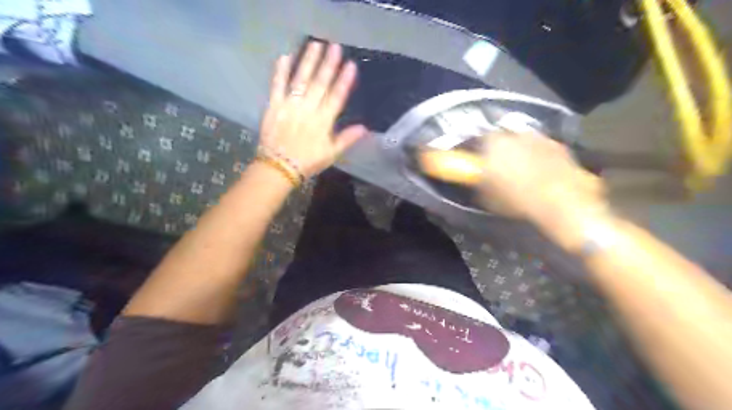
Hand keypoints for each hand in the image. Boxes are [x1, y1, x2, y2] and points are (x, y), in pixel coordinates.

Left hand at [260, 42, 368, 178]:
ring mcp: (290, 105)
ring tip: (315, 44)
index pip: (337, 97)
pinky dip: (281, 71)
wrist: (278, 168)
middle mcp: (308, 109)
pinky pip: (277, 85)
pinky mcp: (274, 106)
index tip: (351, 65)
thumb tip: (365, 128)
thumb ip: (347, 139)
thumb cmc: (308, 162)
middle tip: (334, 46)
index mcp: (323, 121)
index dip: (344, 81)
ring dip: (308, 61)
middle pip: (320, 84)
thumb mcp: (331, 154)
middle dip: (328, 64)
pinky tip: (285, 56)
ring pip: (301, 80)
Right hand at [475, 135, 606, 228]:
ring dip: (524, 154)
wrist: (561, 202)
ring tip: (524, 175)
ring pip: (526, 143)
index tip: (482, 165)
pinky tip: (543, 177)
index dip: (481, 153)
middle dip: (503, 152)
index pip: (481, 141)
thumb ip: (481, 183)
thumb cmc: (517, 199)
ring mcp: (541, 138)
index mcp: (494, 143)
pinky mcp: (561, 147)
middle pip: (505, 139)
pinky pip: (544, 151)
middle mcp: (516, 134)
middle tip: (502, 170)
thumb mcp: (487, 197)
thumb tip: (480, 179)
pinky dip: (542, 160)